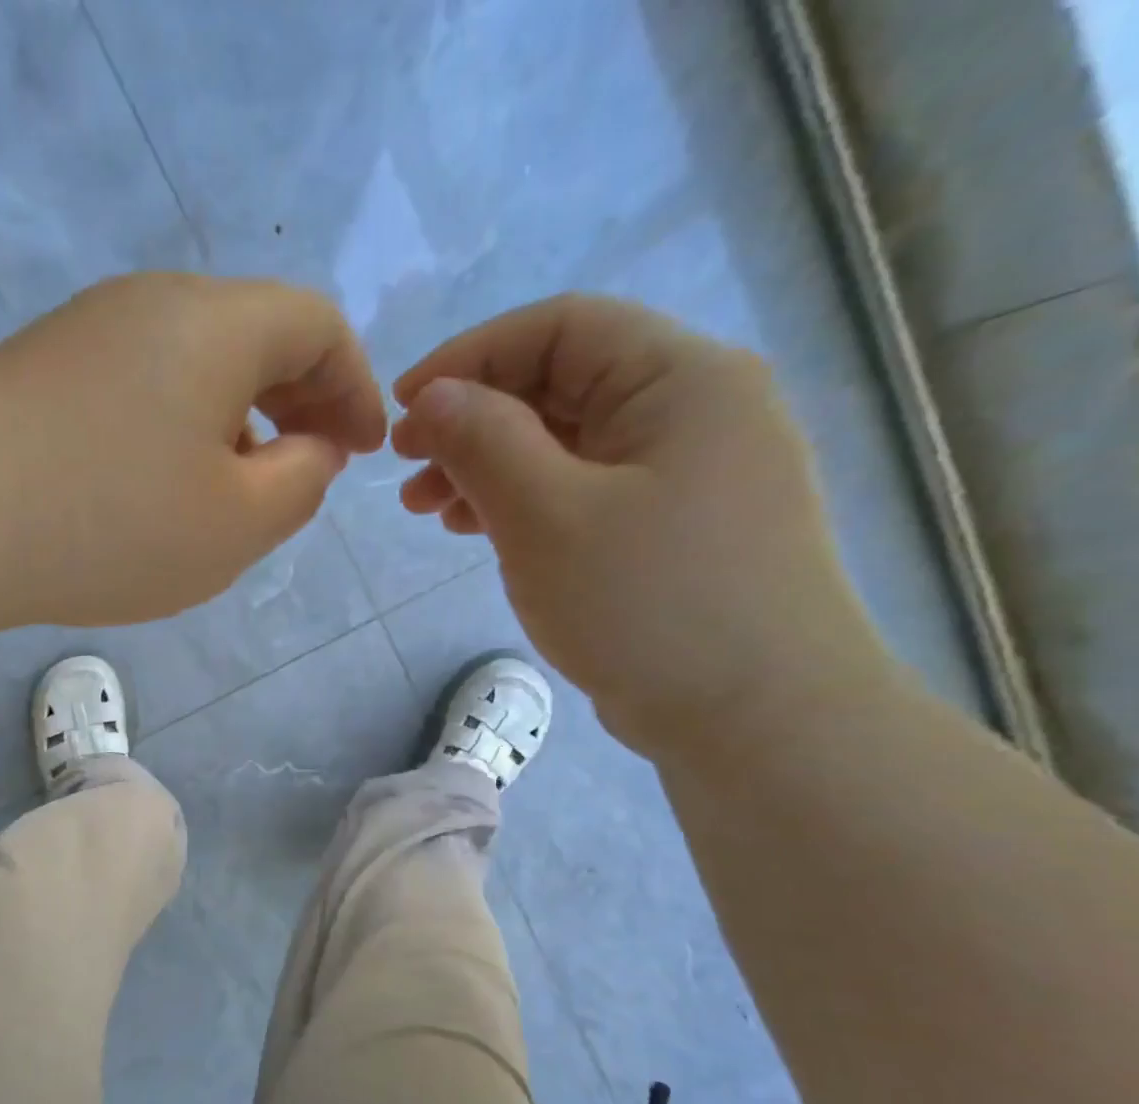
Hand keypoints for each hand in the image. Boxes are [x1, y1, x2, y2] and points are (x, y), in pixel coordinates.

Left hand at [0, 273, 384, 631]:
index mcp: (215, 323)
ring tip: (236, 491)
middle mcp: (151, 306)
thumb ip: (300, 484)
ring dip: (233, 420)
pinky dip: (175, 430)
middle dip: (297, 402)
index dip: (356, 388)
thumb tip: (310, 449)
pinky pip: (137, 389)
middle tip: (308, 469)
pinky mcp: (40, 374)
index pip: (317, 327)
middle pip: (252, 336)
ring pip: (191, 365)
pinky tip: (159, 488)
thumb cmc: (110, 524)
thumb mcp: (236, 524)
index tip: (364, 451)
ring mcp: (86, 335)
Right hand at [390, 294, 891, 758]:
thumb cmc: (648, 605)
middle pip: (563, 386)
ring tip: (431, 512)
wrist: (756, 720)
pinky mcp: (676, 529)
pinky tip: (483, 532)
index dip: (470, 357)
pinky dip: (528, 503)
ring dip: (492, 467)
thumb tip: (432, 396)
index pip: (561, 328)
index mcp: (681, 380)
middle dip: (473, 422)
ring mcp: (691, 474)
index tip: (403, 409)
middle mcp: (695, 411)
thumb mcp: (546, 516)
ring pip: (569, 445)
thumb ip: (483, 442)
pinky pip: (587, 492)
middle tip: (407, 472)